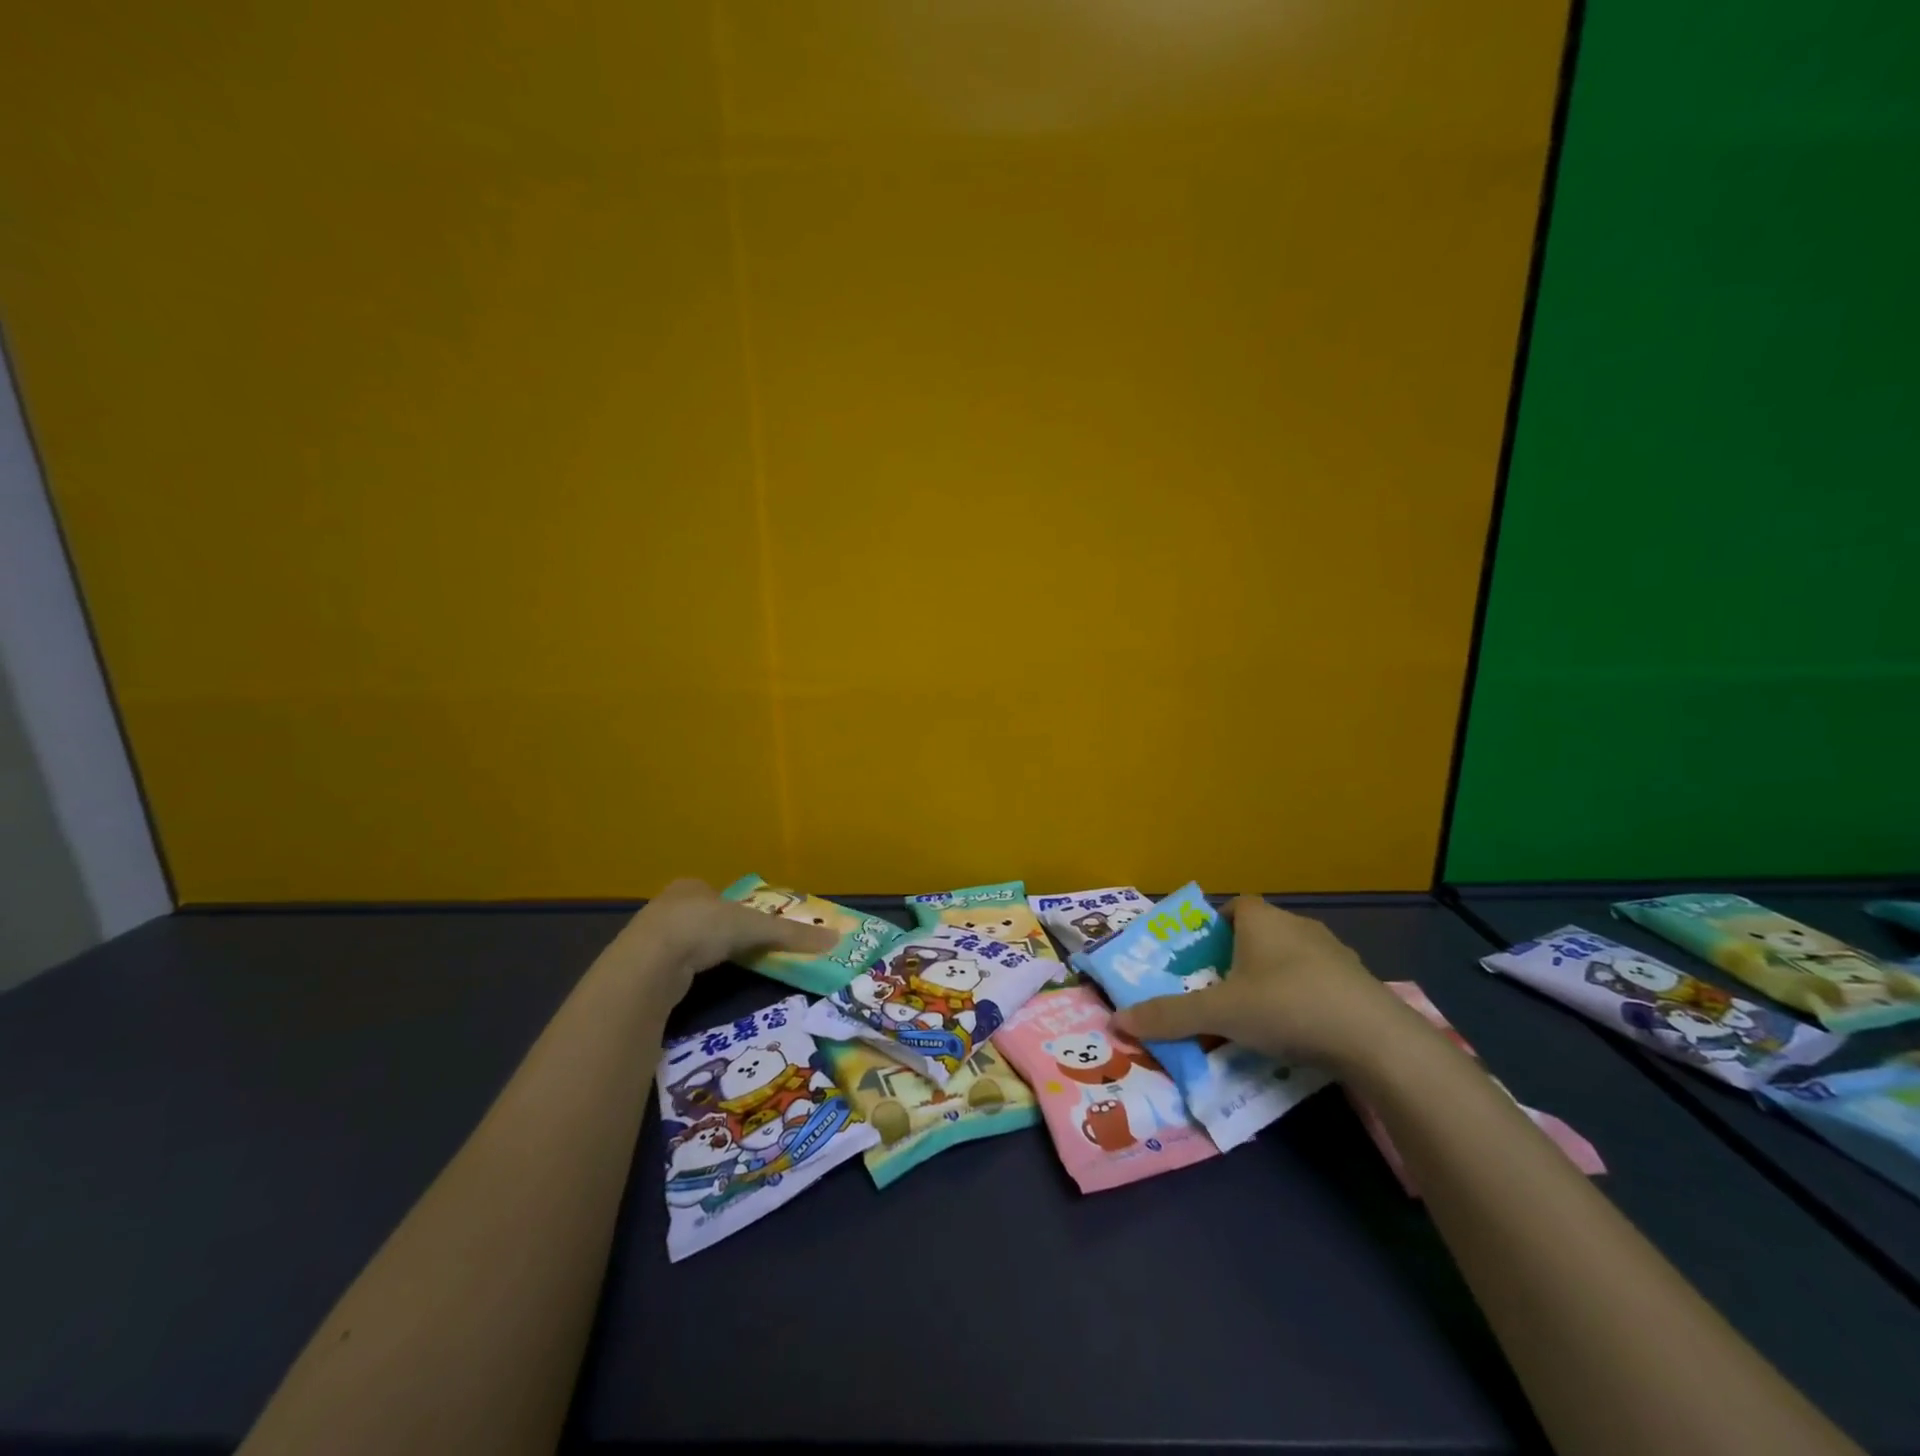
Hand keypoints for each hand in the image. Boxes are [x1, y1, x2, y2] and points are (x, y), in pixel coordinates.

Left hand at [605, 878, 836, 1000]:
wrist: (650, 962)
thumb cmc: (703, 928)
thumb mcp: (755, 928)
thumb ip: (791, 935)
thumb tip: (835, 939)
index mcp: (691, 886)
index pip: (718, 894)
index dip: (735, 909)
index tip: (749, 927)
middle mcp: (667, 904)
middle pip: (701, 916)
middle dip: (718, 931)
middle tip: (739, 948)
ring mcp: (649, 934)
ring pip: (683, 940)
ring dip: (699, 952)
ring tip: (719, 968)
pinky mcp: (640, 964)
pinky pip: (670, 964)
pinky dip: (685, 971)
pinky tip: (694, 982)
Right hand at [1110, 897, 1410, 1072]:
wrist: (1375, 1039)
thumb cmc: (1286, 1006)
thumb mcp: (1219, 1013)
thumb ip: (1170, 1016)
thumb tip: (1117, 1021)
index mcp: (1261, 920)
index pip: (1233, 907)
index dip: (1215, 927)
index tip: (1203, 959)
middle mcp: (1297, 925)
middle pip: (1260, 933)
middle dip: (1239, 958)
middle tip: (1221, 991)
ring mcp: (1334, 953)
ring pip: (1291, 959)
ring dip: (1273, 980)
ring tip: (1258, 1016)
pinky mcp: (1359, 983)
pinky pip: (1320, 983)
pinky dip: (1305, 999)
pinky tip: (1299, 1031)